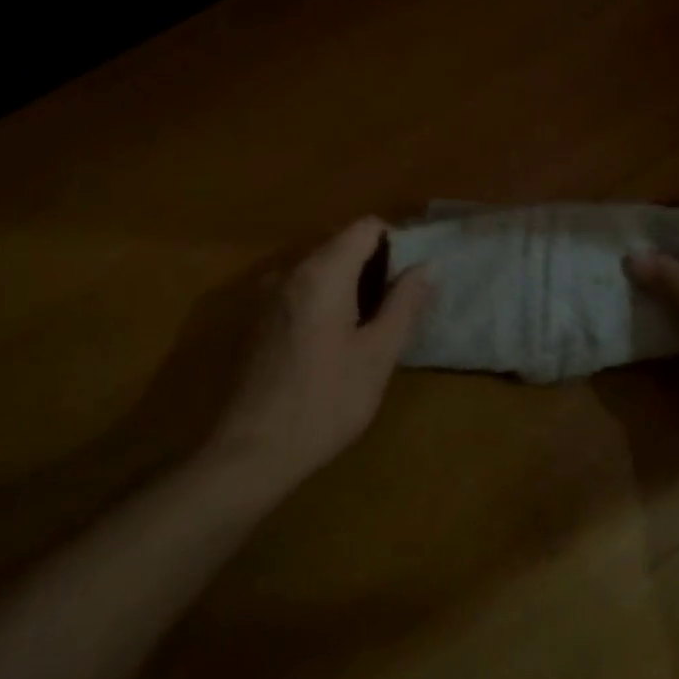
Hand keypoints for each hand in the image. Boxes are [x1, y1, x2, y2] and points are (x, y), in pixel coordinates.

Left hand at [207, 217, 432, 489]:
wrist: (252, 452)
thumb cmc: (325, 402)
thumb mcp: (377, 355)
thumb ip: (404, 303)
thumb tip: (427, 265)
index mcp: (322, 272)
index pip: (366, 227)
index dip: (397, 241)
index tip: (412, 276)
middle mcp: (290, 271)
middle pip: (341, 243)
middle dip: (374, 263)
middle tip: (398, 304)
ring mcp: (268, 294)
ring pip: (320, 267)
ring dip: (350, 282)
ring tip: (371, 324)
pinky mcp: (257, 318)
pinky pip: (300, 289)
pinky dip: (325, 298)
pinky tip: (334, 340)